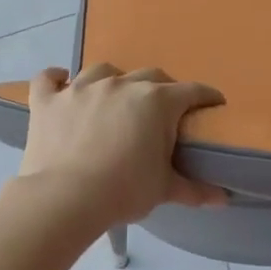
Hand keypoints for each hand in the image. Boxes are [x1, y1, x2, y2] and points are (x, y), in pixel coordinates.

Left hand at [16, 64, 226, 226]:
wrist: (65, 198)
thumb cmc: (124, 191)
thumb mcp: (164, 190)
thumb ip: (194, 189)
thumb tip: (223, 198)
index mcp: (156, 102)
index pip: (191, 92)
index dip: (206, 97)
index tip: (214, 104)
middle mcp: (120, 85)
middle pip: (150, 76)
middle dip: (162, 88)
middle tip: (164, 110)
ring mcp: (80, 88)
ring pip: (103, 70)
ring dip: (114, 80)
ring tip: (115, 96)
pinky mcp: (47, 101)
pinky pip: (48, 78)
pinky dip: (56, 79)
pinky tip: (60, 81)